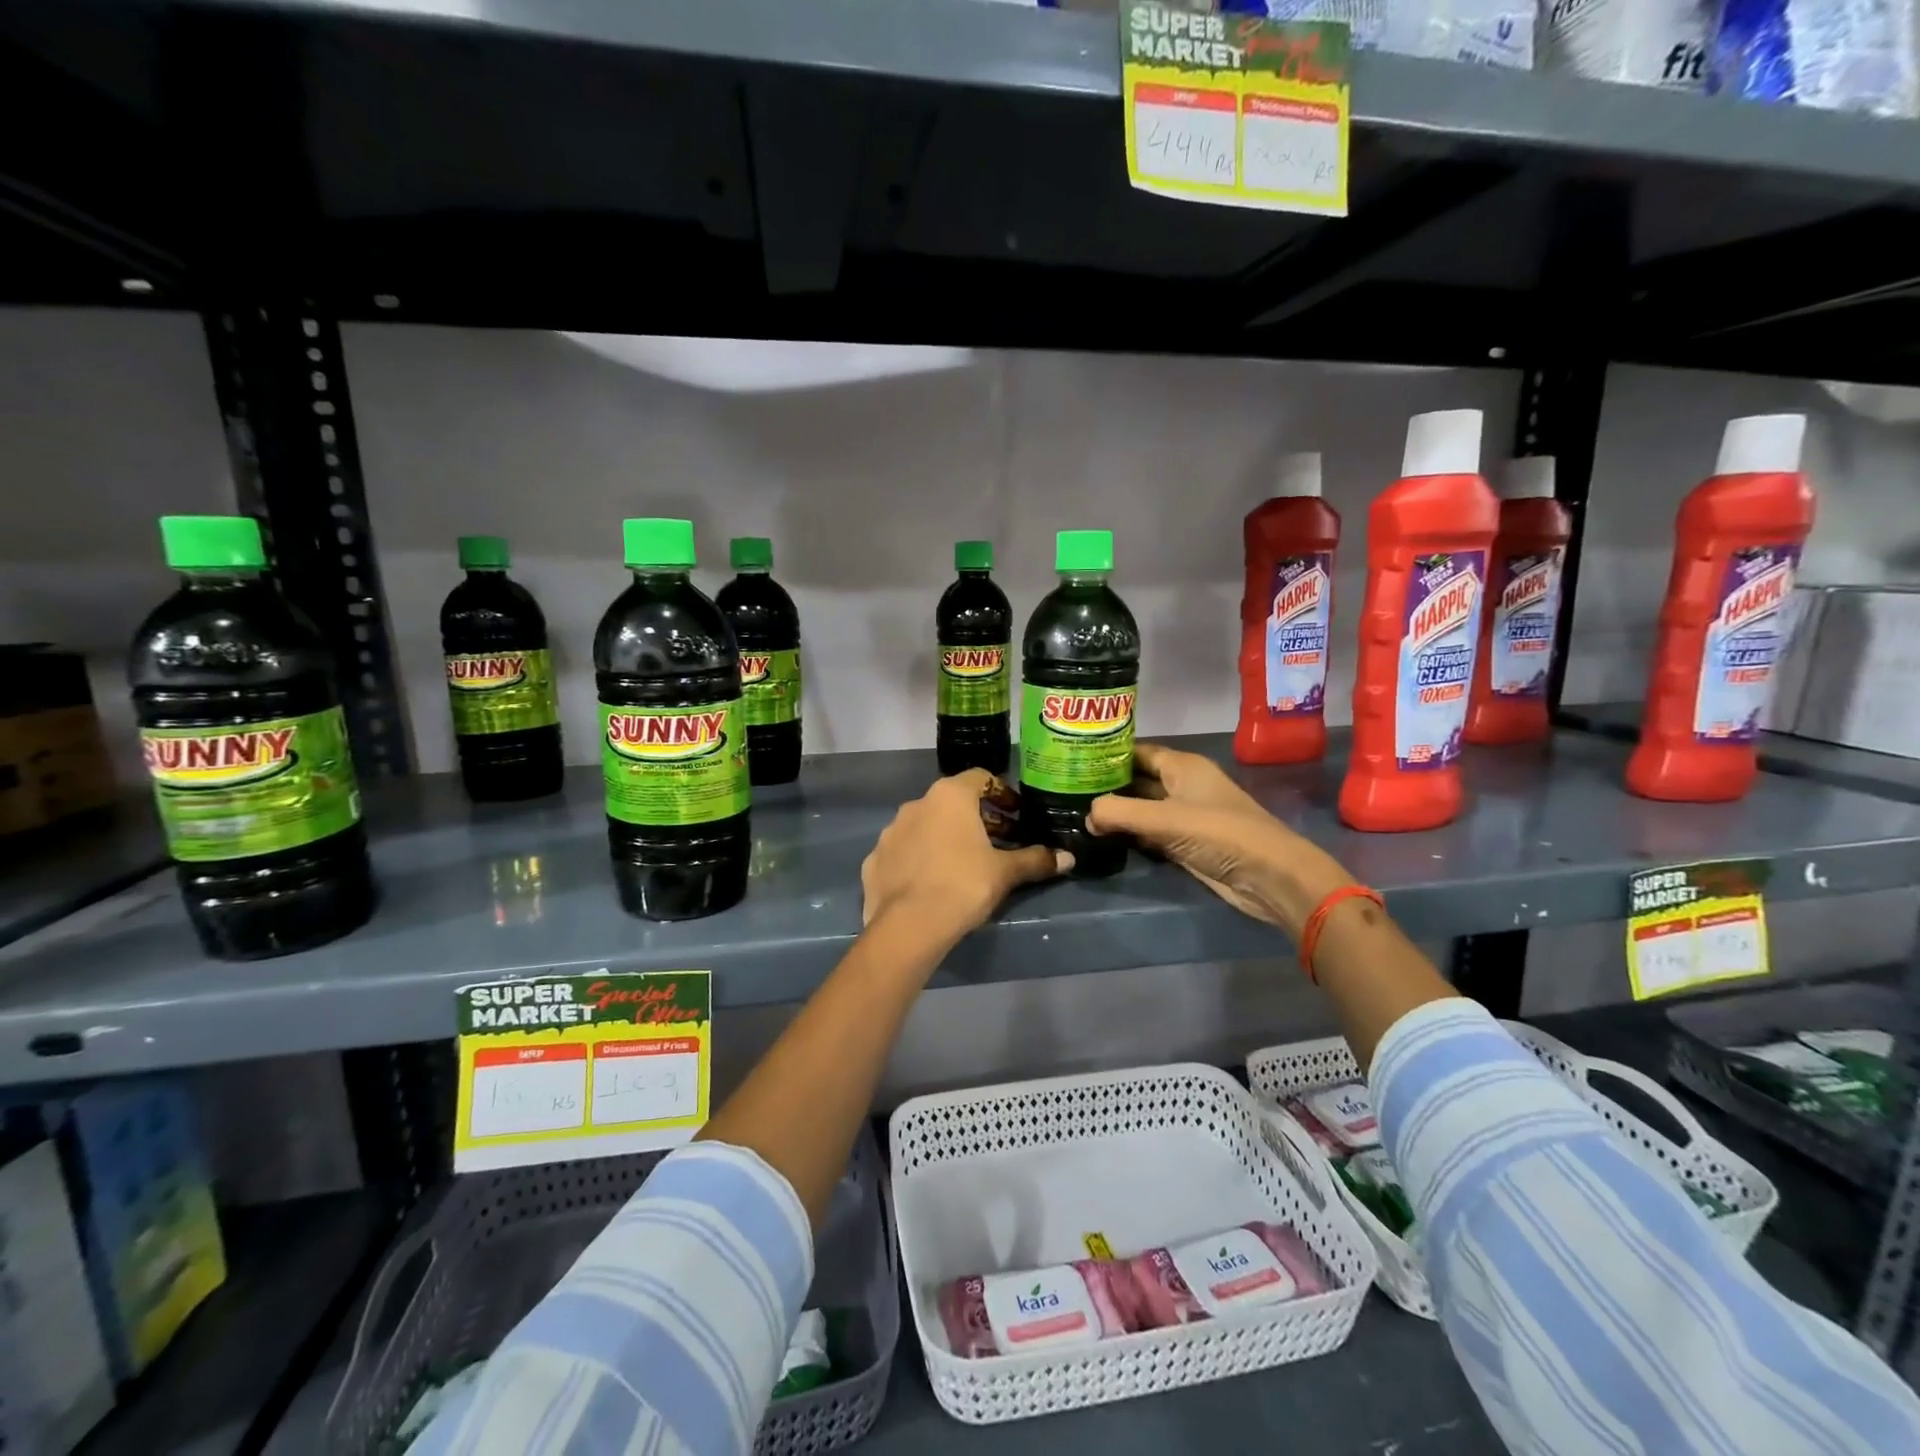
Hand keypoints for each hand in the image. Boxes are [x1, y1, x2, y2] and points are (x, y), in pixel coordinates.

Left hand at [862, 770, 1071, 946]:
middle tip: (998, 843)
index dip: (1002, 793)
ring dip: (945, 837)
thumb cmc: (963, 885)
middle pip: (952, 803)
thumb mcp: (1005, 872)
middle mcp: (916, 804)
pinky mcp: (874, 859)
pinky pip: (903, 852)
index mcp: (949, 796)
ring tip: (964, 864)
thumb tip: (1067, 857)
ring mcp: (890, 831)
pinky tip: (932, 883)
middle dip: (977, 819)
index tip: (1016, 814)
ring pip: (925, 826)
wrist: (909, 926)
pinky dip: (919, 859)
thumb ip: (1035, 860)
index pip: (980, 778)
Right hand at [1086, 742, 1351, 936]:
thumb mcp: (1165, 819)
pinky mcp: (1185, 844)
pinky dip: (1129, 835)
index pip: (1137, 751)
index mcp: (1182, 766)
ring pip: (1141, 808)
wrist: (1269, 877)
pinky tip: (1101, 839)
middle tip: (1065, 789)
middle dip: (1106, 785)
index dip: (1107, 753)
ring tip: (1074, 813)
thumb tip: (1085, 816)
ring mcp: (1184, 816)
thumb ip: (1120, 813)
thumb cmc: (1221, 833)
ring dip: (1115, 812)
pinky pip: (1149, 833)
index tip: (1072, 758)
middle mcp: (1182, 786)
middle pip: (1137, 779)